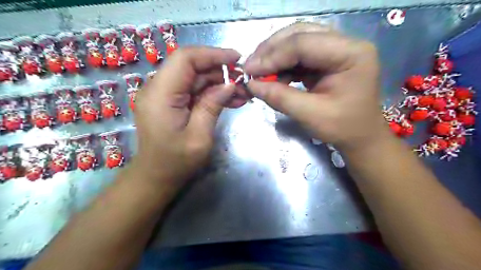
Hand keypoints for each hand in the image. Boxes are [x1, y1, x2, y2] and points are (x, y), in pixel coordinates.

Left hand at [131, 48, 240, 187]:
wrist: (156, 177)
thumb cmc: (176, 162)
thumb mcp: (199, 136)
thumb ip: (212, 106)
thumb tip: (229, 84)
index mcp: (160, 95)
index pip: (185, 59)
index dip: (212, 54)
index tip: (236, 59)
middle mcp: (157, 88)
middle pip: (191, 67)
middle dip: (220, 71)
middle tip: (243, 82)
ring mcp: (163, 94)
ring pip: (195, 78)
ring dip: (219, 83)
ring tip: (242, 94)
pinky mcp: (170, 101)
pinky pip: (192, 90)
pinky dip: (211, 93)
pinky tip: (230, 100)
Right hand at [245, 23, 389, 150]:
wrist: (360, 136)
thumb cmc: (342, 128)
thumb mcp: (310, 115)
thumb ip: (280, 97)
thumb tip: (250, 85)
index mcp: (351, 53)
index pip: (304, 44)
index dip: (273, 56)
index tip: (249, 71)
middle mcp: (345, 44)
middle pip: (300, 34)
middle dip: (271, 50)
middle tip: (251, 67)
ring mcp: (336, 49)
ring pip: (297, 41)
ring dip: (274, 56)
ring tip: (259, 73)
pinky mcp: (326, 59)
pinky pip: (299, 55)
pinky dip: (282, 64)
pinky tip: (273, 77)